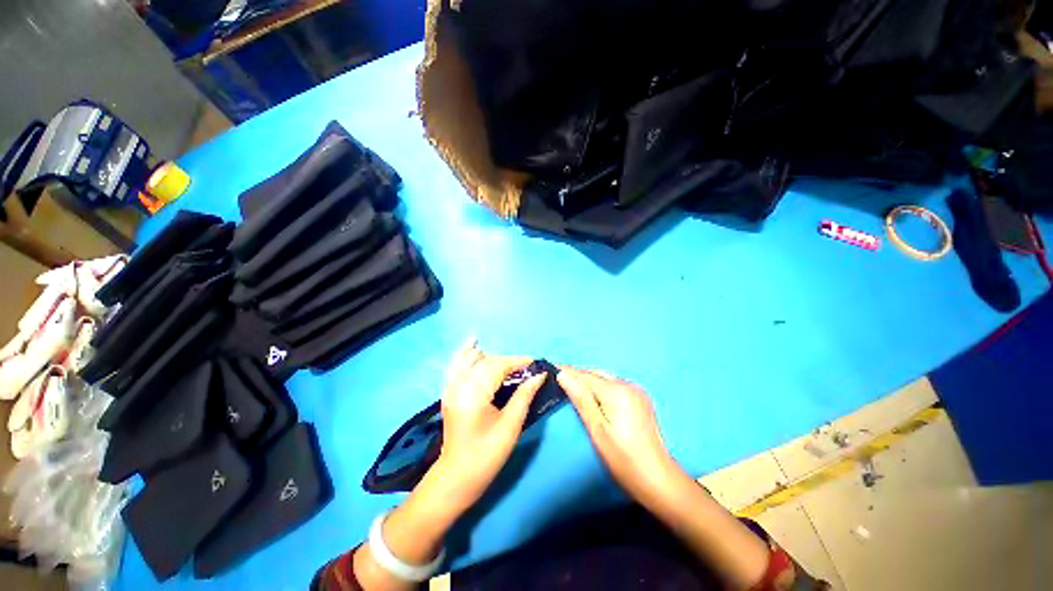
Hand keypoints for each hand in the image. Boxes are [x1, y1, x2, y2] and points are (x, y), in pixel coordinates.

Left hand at [428, 338, 546, 512]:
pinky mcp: (448, 391)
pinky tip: (473, 343)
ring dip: (491, 356)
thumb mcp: (510, 426)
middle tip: (526, 368)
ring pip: (470, 358)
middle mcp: (459, 384)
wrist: (456, 478)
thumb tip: (540, 375)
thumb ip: (524, 396)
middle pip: (486, 360)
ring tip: (508, 364)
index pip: (498, 366)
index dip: (518, 362)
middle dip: (508, 361)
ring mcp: (450, 386)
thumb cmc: (486, 455)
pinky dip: (465, 352)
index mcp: (473, 393)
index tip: (536, 363)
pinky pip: (456, 364)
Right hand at [557, 368, 681, 505]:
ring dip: (589, 379)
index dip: (567, 371)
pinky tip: (593, 394)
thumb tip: (563, 375)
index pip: (585, 375)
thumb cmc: (623, 459)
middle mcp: (628, 385)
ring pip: (605, 378)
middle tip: (558, 378)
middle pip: (596, 373)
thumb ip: (581, 399)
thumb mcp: (597, 430)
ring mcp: (637, 391)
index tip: (551, 367)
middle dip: (577, 374)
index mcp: (617, 391)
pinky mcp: (641, 398)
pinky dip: (601, 386)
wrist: (659, 479)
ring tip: (572, 385)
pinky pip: (615, 384)